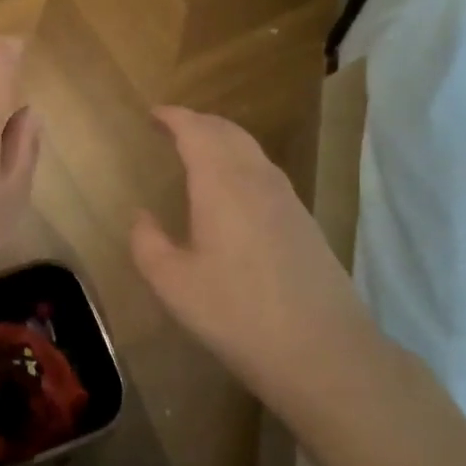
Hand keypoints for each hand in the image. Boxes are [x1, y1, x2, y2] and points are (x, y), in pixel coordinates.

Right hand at [131, 107, 374, 413]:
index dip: (174, 117)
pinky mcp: (304, 221)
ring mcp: (287, 199)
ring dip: (222, 140)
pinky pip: (266, 172)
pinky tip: (234, 189)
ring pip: (251, 150)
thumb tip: (142, 217)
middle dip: (198, 122)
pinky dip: (242, 162)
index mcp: (221, 184)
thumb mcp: (173, 283)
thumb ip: (148, 243)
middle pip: (228, 132)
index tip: (153, 114)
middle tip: (173, 127)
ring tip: (199, 150)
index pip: (196, 131)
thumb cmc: (236, 314)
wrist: (323, 351)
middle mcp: (257, 180)